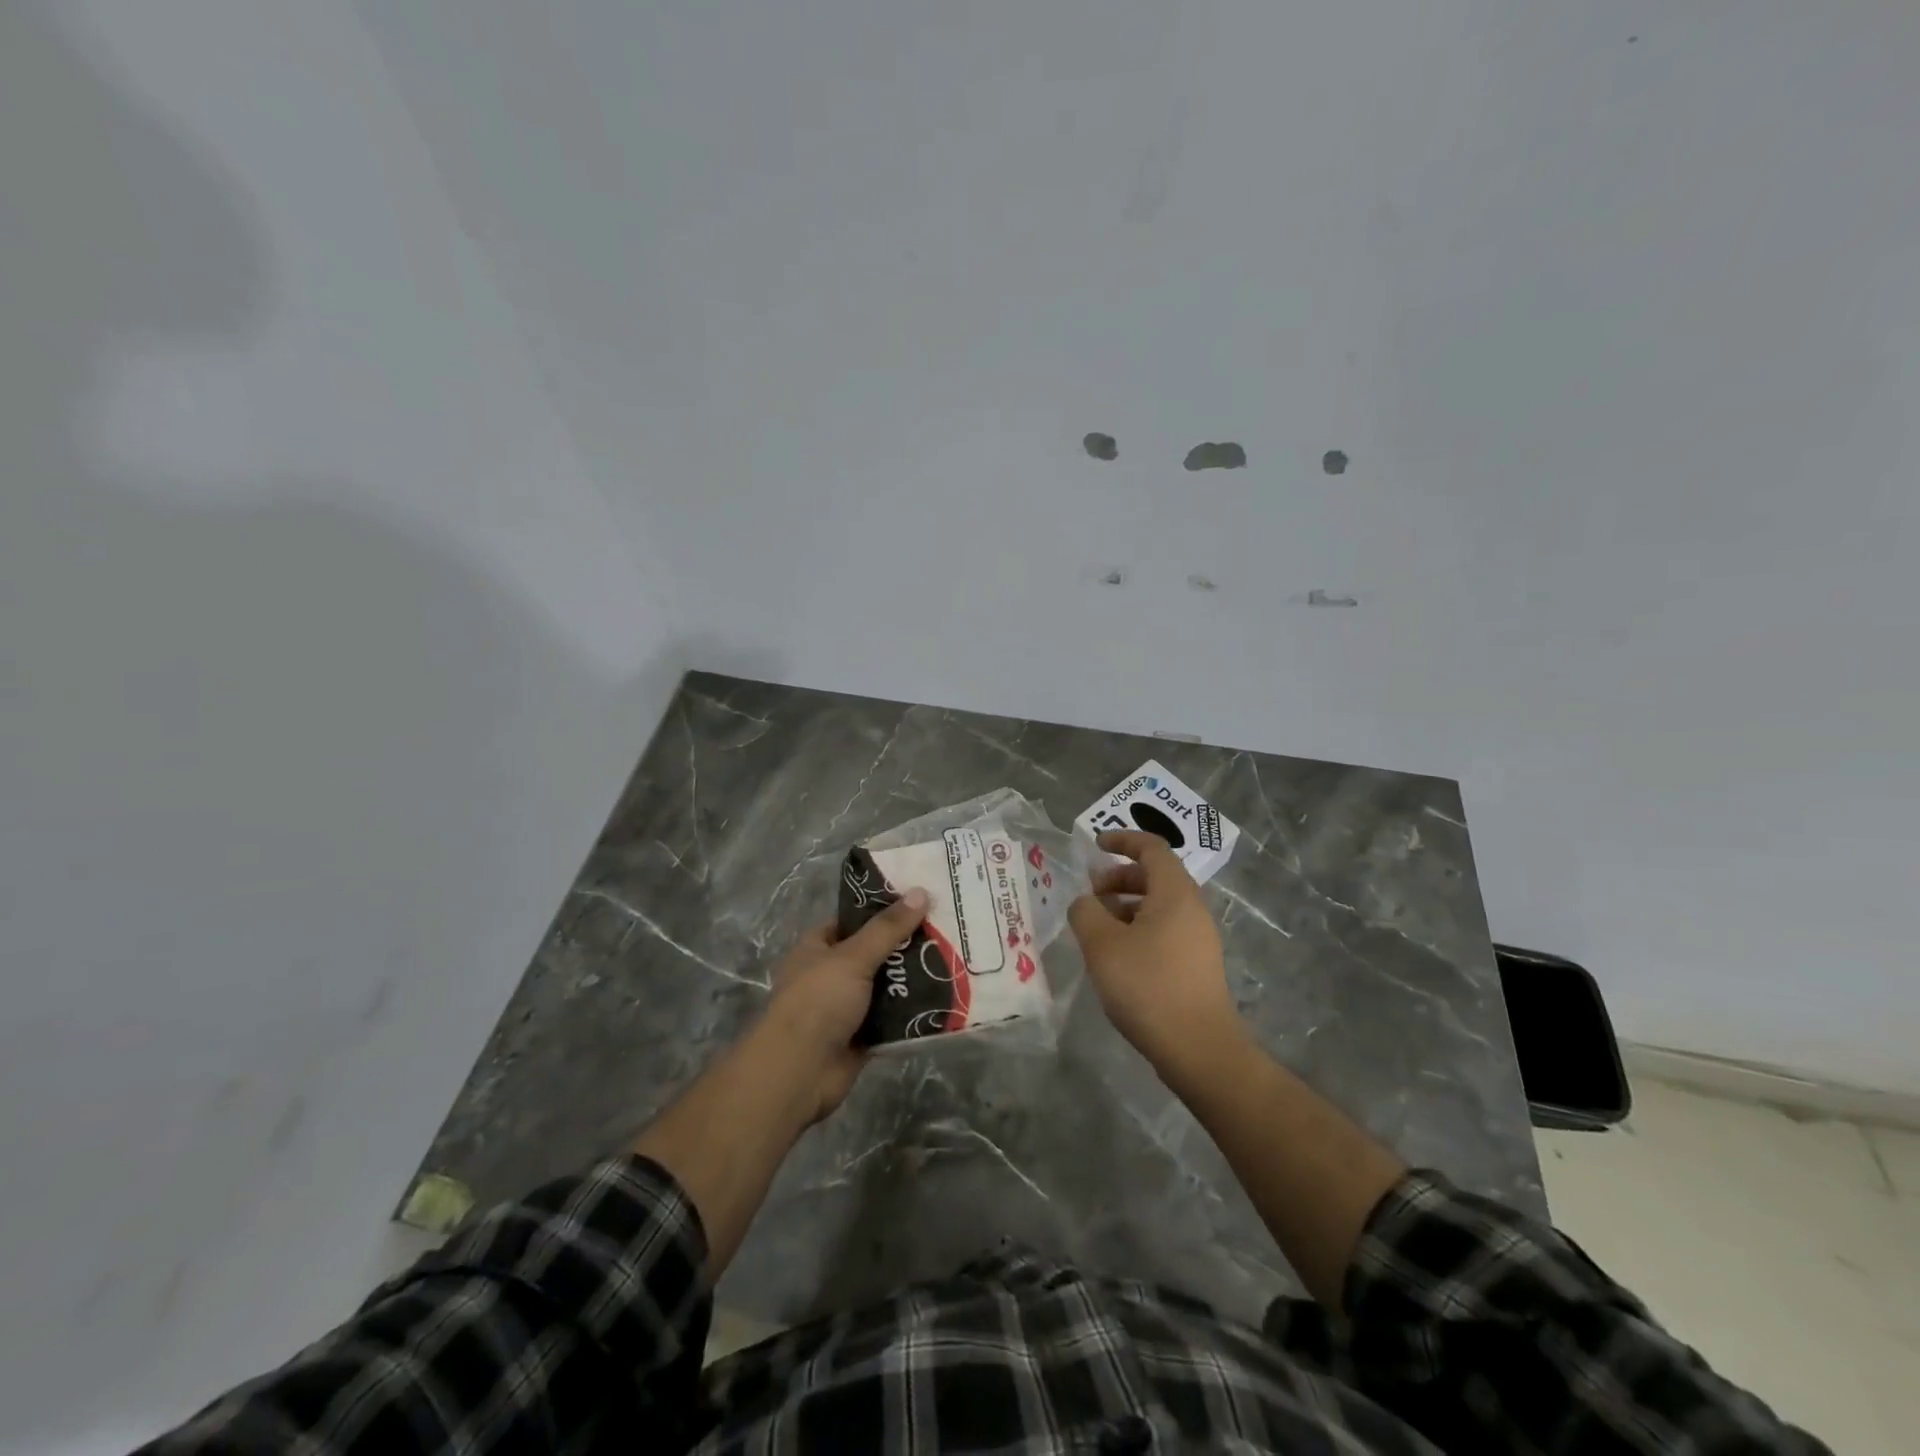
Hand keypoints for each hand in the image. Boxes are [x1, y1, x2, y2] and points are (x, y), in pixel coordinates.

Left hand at [757, 888, 928, 1121]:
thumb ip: (887, 928)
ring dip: (913, 980)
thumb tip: (920, 892)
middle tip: (947, 930)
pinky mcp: (862, 1036)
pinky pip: (892, 1019)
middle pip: (875, 953)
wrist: (799, 1072)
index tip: (919, 900)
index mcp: (818, 948)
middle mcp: (831, 974)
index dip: (883, 909)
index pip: (853, 920)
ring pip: (886, 986)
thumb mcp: (853, 957)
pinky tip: (944, 1000)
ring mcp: (846, 1007)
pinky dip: (912, 1013)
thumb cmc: (818, 1002)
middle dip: (906, 945)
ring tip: (953, 960)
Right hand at [1068, 830, 1241, 1072]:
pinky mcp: (1196, 965)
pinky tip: (1117, 957)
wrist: (1198, 1048)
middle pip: (1156, 876)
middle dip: (1120, 877)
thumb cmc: (1148, 986)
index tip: (1096, 845)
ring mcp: (1198, 938)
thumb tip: (1086, 903)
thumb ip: (1086, 913)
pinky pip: (1164, 930)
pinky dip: (1138, 928)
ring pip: (1159, 906)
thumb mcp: (1102, 945)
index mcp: (1174, 893)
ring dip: (1126, 906)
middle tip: (1091, 894)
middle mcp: (1192, 908)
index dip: (1123, 840)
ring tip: (1097, 928)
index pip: (1152, 848)